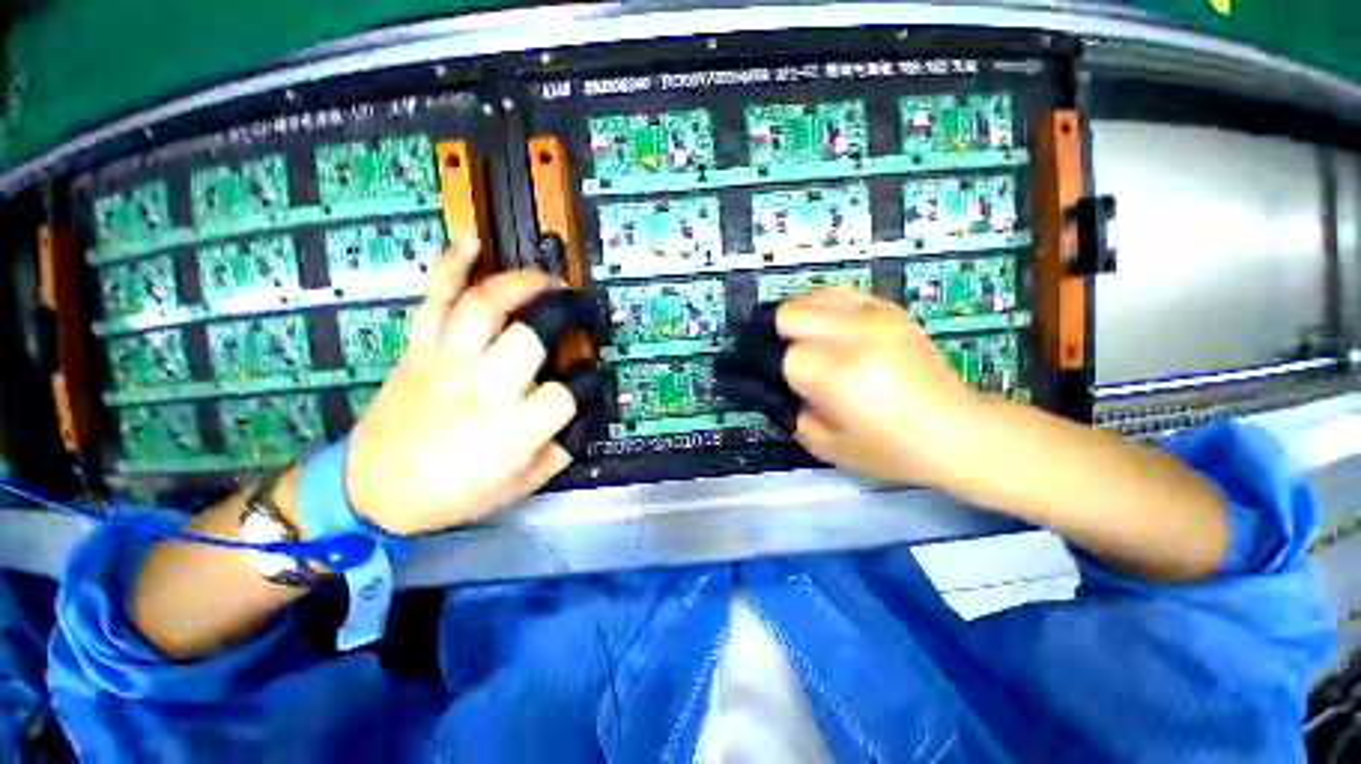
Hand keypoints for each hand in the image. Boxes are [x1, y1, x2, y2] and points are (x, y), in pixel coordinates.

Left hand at [344, 238, 576, 535]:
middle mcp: (483, 387)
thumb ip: (563, 446)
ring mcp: (447, 361)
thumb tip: (586, 411)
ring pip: (487, 304)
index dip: (587, 381)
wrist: (373, 491)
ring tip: (548, 280)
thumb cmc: (456, 492)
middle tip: (581, 308)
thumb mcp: (525, 483)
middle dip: (567, 313)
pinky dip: (450, 264)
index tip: (590, 378)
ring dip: (524, 282)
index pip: (568, 392)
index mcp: (514, 429)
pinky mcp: (418, 349)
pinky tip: (471, 241)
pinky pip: (434, 298)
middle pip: (533, 334)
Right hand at [778, 288, 983, 486]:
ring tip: (817, 342)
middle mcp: (855, 337)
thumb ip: (797, 421)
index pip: (789, 357)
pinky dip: (831, 308)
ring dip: (806, 319)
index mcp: (840, 375)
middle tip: (802, 361)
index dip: (789, 376)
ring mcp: (877, 318)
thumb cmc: (896, 452)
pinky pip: (844, 293)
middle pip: (792, 314)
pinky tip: (838, 330)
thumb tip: (787, 394)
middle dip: (787, 338)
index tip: (802, 390)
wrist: (961, 434)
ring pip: (814, 296)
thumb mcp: (832, 450)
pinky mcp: (893, 312)